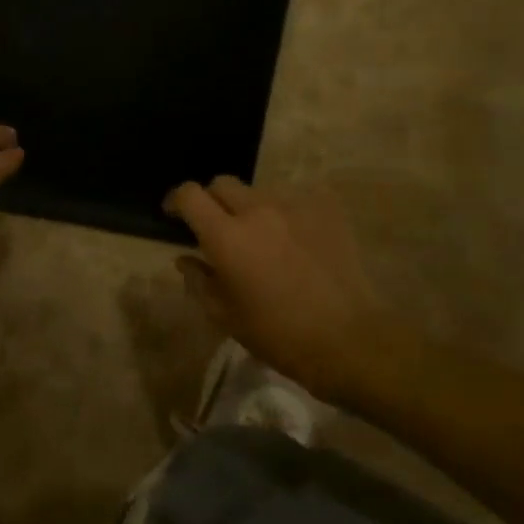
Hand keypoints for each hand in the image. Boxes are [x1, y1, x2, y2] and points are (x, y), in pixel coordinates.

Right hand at [165, 176, 379, 400]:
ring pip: (260, 192)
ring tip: (262, 236)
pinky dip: (286, 212)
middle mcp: (257, 210)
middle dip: (212, 200)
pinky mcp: (326, 209)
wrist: (349, 339)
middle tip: (217, 227)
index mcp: (226, 237)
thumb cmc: (278, 335)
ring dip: (251, 208)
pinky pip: (296, 198)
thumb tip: (185, 259)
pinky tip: (294, 236)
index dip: (176, 200)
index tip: (174, 214)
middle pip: (223, 183)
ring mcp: (295, 205)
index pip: (190, 195)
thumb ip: (198, 281)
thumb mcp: (225, 316)